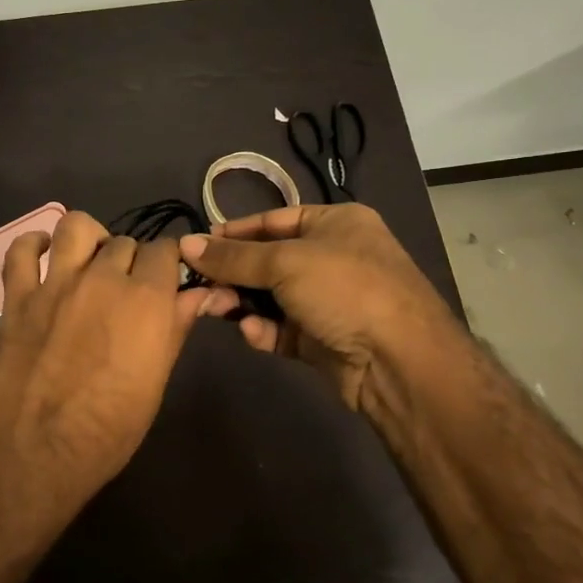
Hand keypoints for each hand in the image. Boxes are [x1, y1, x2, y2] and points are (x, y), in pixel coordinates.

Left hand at [0, 210, 220, 488]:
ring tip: (88, 261)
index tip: (165, 279)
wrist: (32, 453)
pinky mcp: (16, 297)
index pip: (166, 250)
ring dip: (89, 238)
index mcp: (146, 300)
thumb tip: (201, 294)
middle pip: (125, 242)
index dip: (168, 262)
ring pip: (76, 227)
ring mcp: (55, 284)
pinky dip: (32, 246)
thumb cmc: (106, 431)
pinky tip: (41, 256)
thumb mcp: (155, 383)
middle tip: (125, 289)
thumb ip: (175, 328)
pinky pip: (20, 252)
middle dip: (131, 260)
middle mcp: (103, 279)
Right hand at [178, 204, 458, 413]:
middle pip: (268, 260)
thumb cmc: (345, 290)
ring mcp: (329, 301)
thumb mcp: (285, 262)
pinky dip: (264, 330)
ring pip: (271, 297)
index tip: (197, 245)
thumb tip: (184, 244)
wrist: (398, 362)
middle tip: (198, 284)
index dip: (234, 232)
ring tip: (215, 308)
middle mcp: (333, 257)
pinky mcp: (323, 339)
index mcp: (336, 224)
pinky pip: (282, 329)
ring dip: (242, 302)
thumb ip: (233, 257)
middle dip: (233, 273)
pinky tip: (252, 333)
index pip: (273, 221)